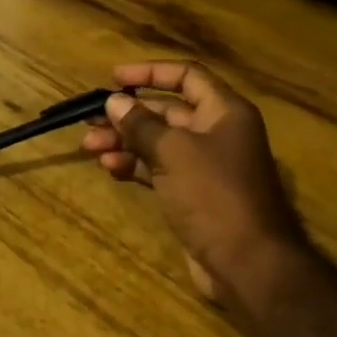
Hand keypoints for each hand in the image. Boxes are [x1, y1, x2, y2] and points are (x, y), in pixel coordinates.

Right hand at [81, 61, 306, 316]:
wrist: (247, 263)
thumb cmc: (214, 195)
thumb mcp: (173, 152)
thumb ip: (141, 124)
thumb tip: (114, 102)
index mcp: (224, 112)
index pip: (186, 76)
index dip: (149, 73)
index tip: (114, 78)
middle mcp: (217, 133)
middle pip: (167, 111)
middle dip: (127, 115)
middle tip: (90, 120)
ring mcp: (206, 166)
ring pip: (158, 143)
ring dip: (124, 141)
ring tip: (90, 147)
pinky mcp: (194, 194)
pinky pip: (159, 169)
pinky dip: (135, 165)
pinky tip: (110, 168)